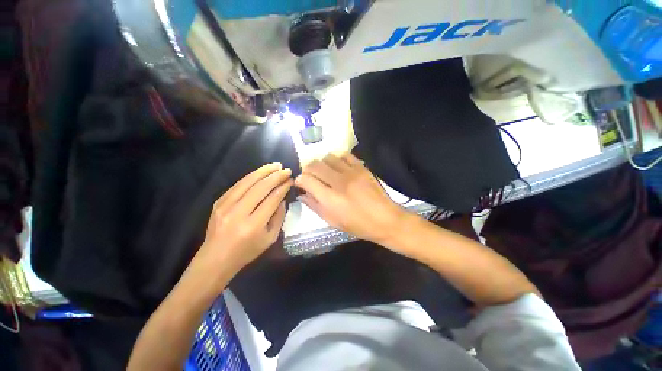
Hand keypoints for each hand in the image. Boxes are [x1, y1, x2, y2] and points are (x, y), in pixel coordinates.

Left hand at [199, 163, 292, 272]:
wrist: (215, 258)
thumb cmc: (246, 252)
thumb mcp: (270, 239)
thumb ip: (278, 217)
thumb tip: (282, 199)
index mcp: (253, 225)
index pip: (272, 199)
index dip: (283, 188)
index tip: (290, 180)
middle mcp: (238, 213)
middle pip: (260, 188)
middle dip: (276, 176)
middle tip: (286, 170)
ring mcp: (225, 205)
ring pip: (247, 182)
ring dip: (263, 171)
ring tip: (275, 165)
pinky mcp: (219, 202)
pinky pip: (237, 185)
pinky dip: (251, 176)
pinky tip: (260, 172)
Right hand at [295, 153, 405, 243]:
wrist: (385, 219)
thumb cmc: (357, 224)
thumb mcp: (332, 221)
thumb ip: (314, 206)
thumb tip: (301, 194)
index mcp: (330, 199)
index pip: (306, 180)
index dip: (299, 180)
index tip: (301, 183)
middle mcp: (339, 182)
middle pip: (314, 165)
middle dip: (307, 169)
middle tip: (311, 177)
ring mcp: (351, 173)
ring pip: (328, 157)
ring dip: (322, 164)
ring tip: (326, 172)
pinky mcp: (362, 167)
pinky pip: (345, 155)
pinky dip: (337, 159)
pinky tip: (339, 167)